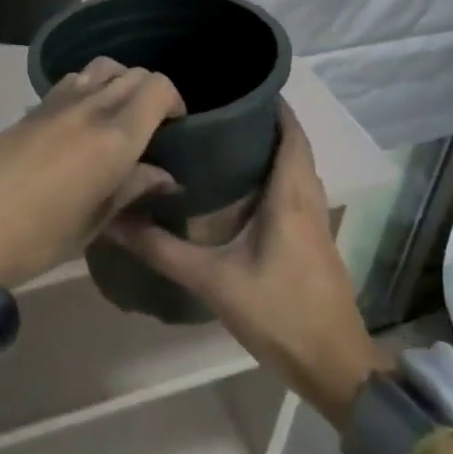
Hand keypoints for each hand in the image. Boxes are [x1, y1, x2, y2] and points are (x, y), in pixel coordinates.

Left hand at [0, 58, 184, 288]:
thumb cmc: (38, 237)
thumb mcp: (94, 223)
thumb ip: (132, 189)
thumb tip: (164, 175)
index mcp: (114, 137)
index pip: (157, 87)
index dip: (174, 100)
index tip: (175, 127)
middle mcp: (90, 106)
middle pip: (133, 73)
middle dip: (150, 92)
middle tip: (151, 126)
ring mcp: (58, 101)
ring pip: (102, 67)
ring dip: (119, 83)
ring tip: (118, 117)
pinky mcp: (33, 105)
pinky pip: (74, 80)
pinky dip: (90, 88)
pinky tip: (82, 120)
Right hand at [105, 103, 391, 424]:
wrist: (337, 370)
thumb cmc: (280, 314)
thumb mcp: (214, 282)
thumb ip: (163, 250)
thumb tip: (115, 220)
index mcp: (290, 196)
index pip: (290, 132)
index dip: (272, 104)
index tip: (238, 83)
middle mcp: (308, 199)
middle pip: (293, 145)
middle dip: (264, 121)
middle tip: (220, 106)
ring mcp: (317, 222)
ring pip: (297, 168)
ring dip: (271, 148)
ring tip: (227, 136)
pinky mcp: (316, 242)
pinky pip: (298, 190)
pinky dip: (277, 174)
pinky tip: (245, 186)